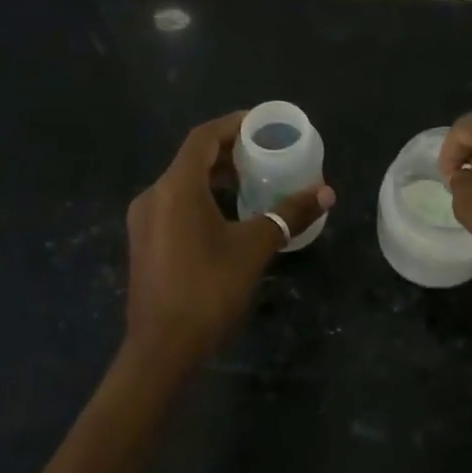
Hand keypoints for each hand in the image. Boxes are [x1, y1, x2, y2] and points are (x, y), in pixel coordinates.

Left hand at [124, 112, 333, 370]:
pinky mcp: (145, 242)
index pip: (203, 138)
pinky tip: (230, 215)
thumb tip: (326, 193)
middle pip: (193, 159)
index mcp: (176, 188)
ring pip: (183, 184)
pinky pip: (176, 205)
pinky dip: (203, 199)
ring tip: (254, 181)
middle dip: (230, 153)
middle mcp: (153, 195)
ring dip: (217, 177)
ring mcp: (145, 221)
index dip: (233, 125)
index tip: (263, 124)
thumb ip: (288, 215)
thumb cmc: (208, 290)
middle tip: (266, 154)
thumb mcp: (254, 248)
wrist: (162, 348)